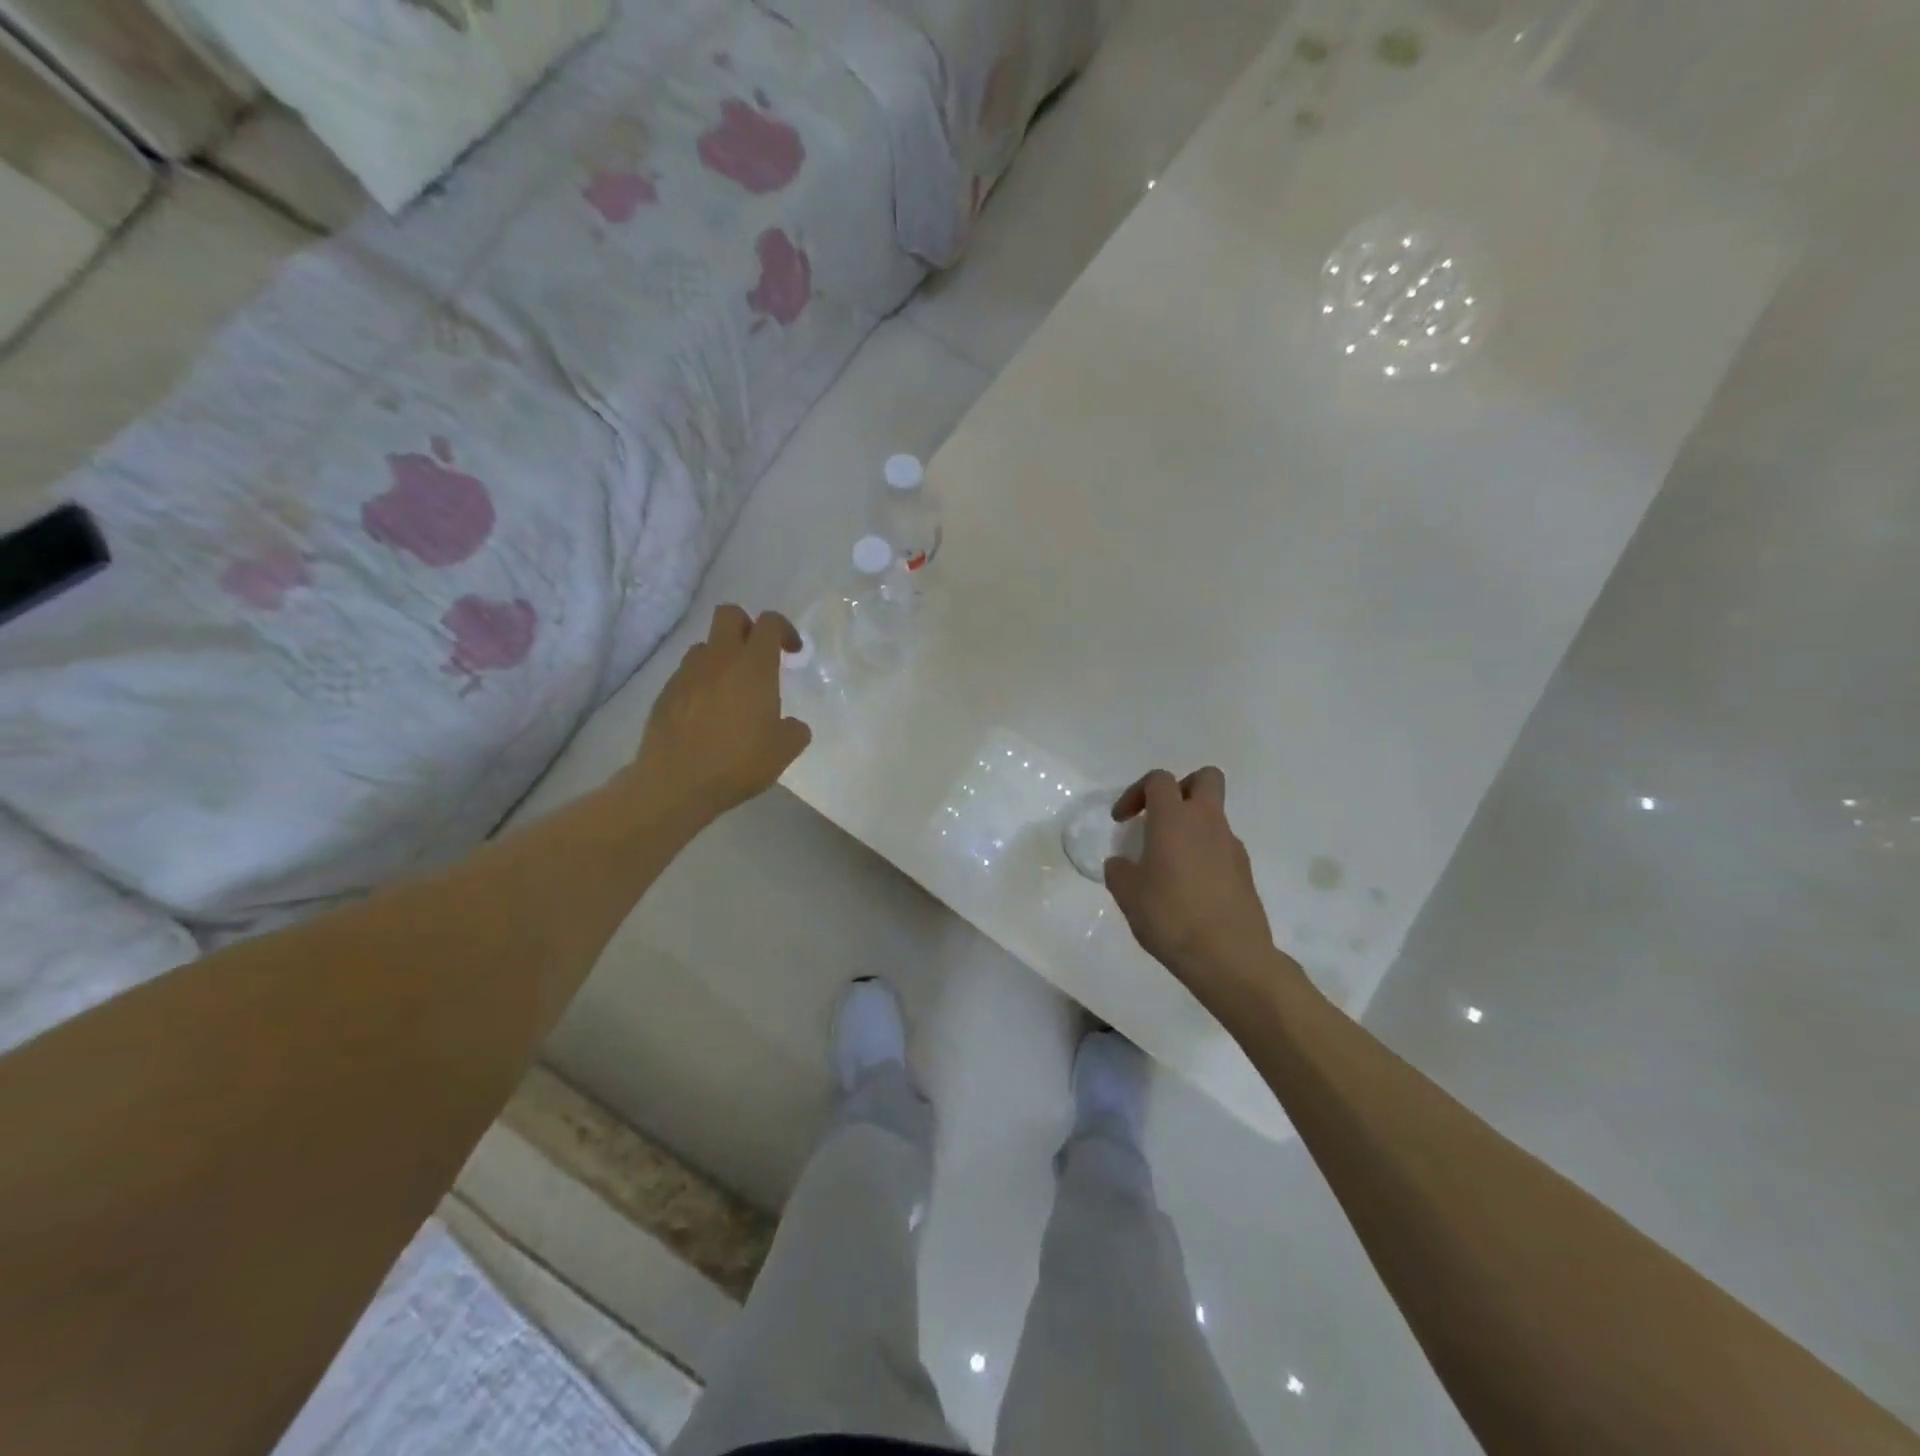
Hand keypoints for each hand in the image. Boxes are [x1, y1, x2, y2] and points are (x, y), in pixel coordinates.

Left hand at [632, 606, 811, 823]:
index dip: (784, 629)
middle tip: (758, 656)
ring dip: (721, 657)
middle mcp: (718, 659)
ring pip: (705, 645)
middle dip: (747, 626)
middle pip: (729, 614)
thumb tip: (791, 724)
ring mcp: (687, 674)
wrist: (676, 783)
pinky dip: (701, 683)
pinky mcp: (665, 693)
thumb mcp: (784, 750)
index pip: (769, 622)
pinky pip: (687, 674)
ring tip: (731, 689)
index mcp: (753, 666)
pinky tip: (707, 714)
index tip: (792, 652)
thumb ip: (795, 730)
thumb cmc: (738, 762)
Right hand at [1104, 768, 1288, 1007]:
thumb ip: (1120, 871)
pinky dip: (1205, 855)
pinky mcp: (1245, 872)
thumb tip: (1122, 864)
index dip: (1136, 792)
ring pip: (1215, 816)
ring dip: (1192, 827)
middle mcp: (1207, 822)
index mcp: (1174, 818)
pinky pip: (1222, 847)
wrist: (1229, 956)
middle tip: (1160, 818)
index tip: (1122, 821)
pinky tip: (1190, 888)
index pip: (1159, 780)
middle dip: (1181, 789)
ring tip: (1169, 863)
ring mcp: (1232, 846)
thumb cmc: (1170, 916)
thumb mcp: (1128, 894)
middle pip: (1205, 778)